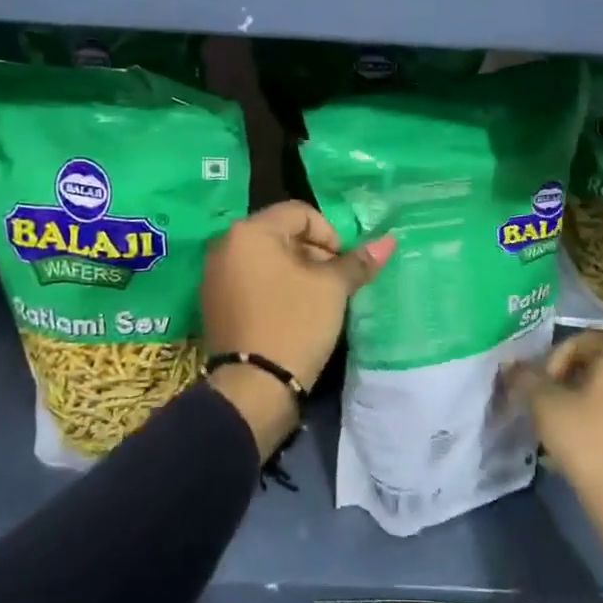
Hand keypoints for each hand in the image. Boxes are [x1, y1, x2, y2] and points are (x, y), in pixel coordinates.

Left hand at [201, 202, 393, 456]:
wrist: (254, 389)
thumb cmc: (294, 324)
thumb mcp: (332, 288)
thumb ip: (357, 261)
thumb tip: (389, 241)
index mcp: (249, 231)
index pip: (300, 213)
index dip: (330, 235)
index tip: (341, 266)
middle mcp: (225, 245)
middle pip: (281, 234)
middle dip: (313, 253)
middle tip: (333, 284)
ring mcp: (214, 276)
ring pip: (267, 259)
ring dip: (296, 271)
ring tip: (316, 300)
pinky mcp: (213, 303)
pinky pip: (250, 281)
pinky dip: (274, 287)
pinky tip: (292, 313)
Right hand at [512, 332, 602, 569]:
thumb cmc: (586, 442)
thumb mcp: (545, 405)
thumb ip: (526, 379)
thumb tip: (513, 366)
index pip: (584, 340)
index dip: (556, 355)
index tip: (543, 383)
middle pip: (593, 367)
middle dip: (563, 382)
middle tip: (543, 404)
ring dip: (576, 405)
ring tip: (555, 429)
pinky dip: (593, 425)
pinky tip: (575, 450)